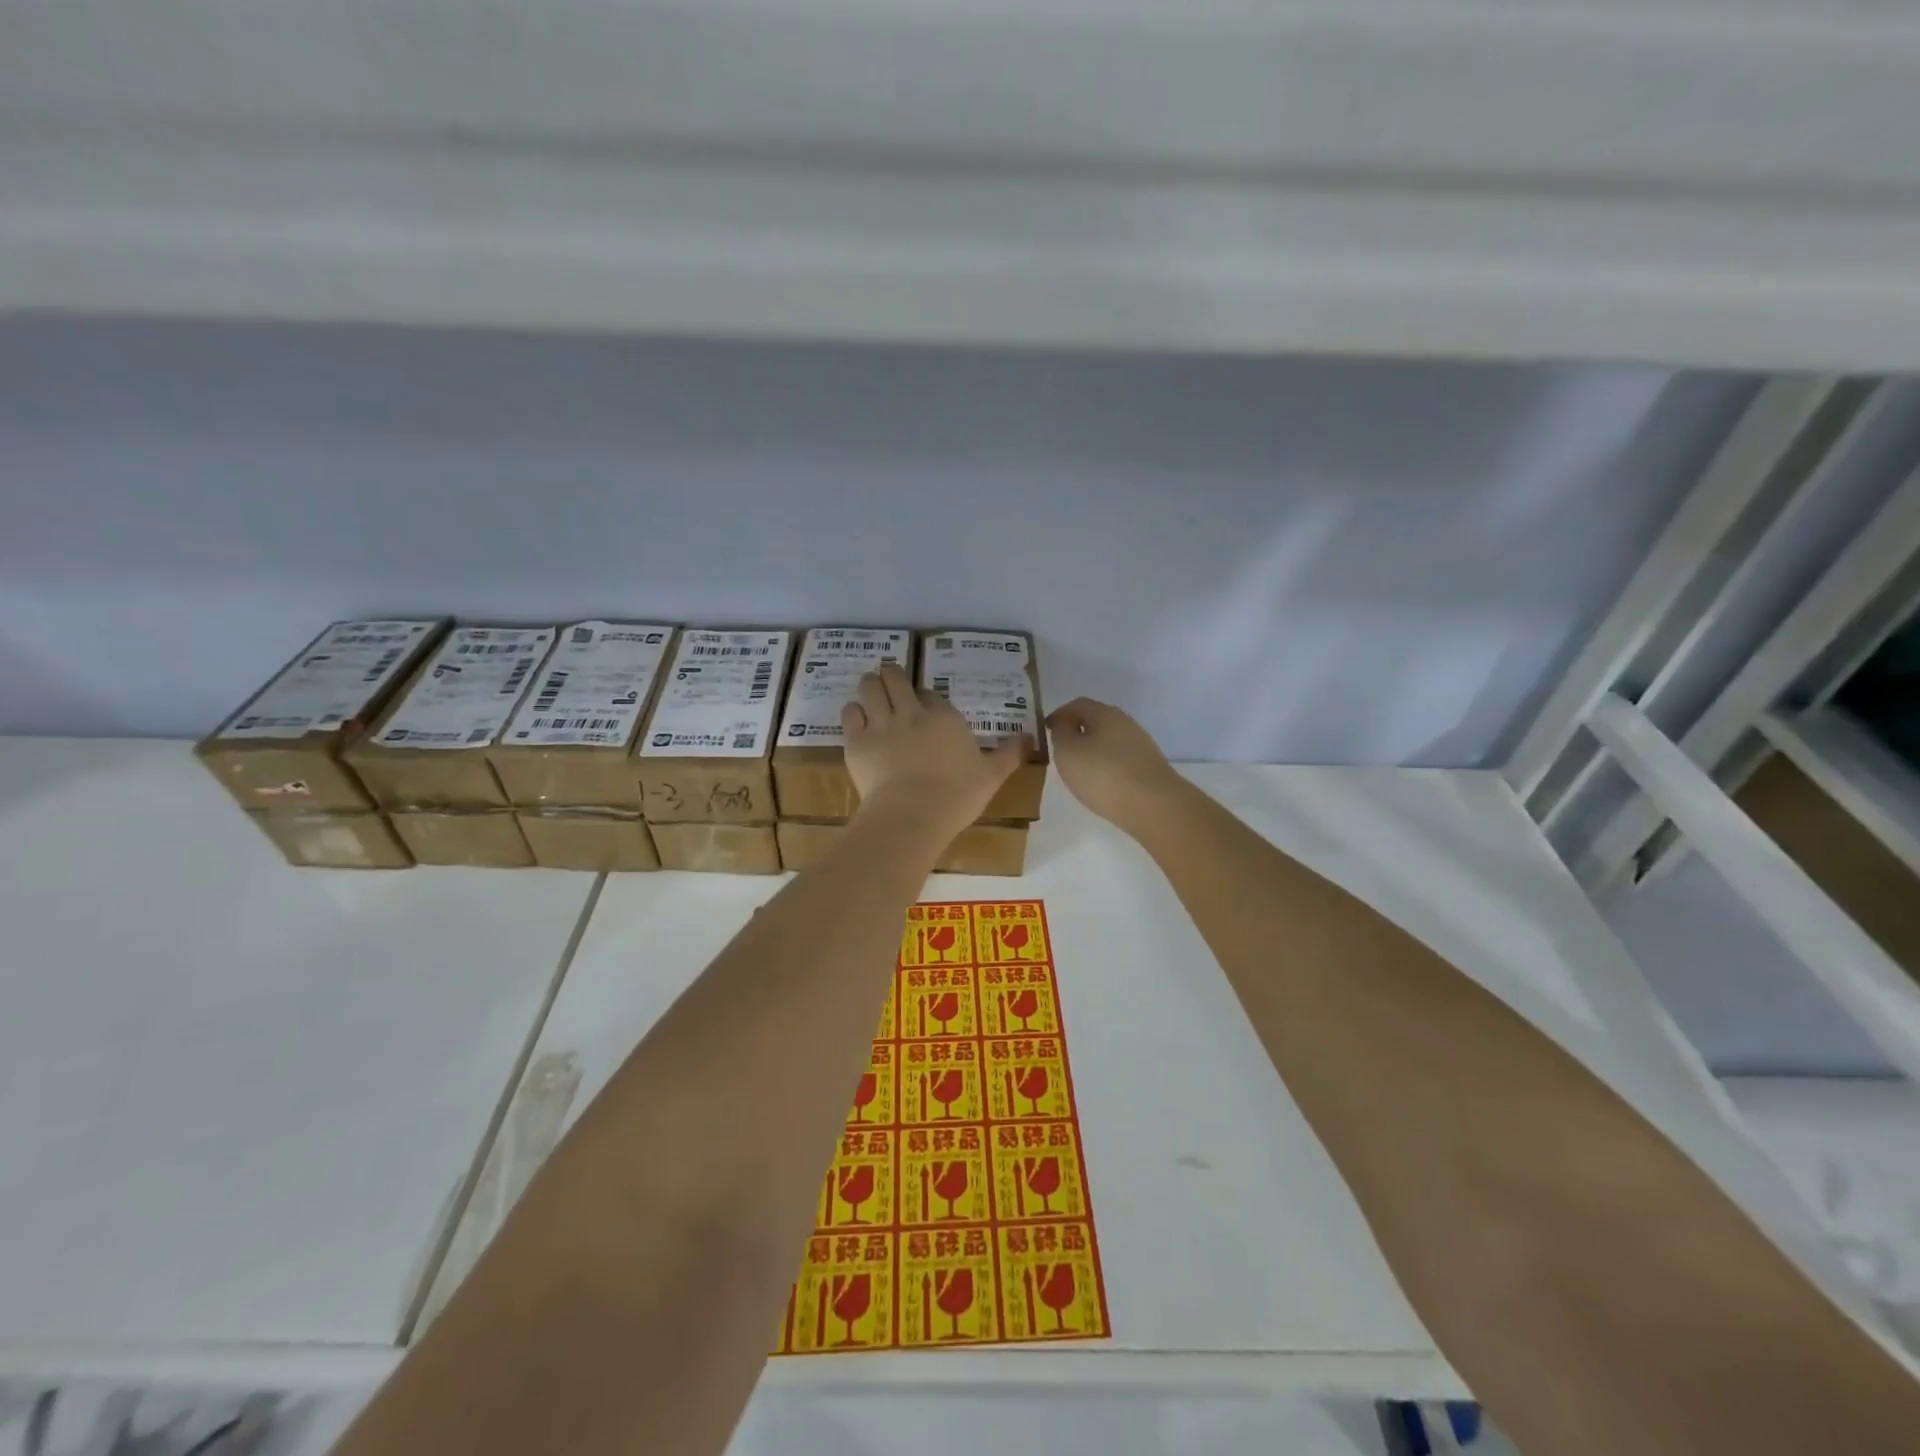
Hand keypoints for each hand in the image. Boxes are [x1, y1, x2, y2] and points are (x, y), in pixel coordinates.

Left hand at [843, 664, 1028, 836]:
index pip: (932, 694)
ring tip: (870, 689)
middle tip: (890, 679)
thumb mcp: (991, 776)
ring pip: (869, 687)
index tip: (925, 707)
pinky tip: (856, 717)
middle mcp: (911, 712)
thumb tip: (1030, 737)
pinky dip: (852, 711)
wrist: (911, 814)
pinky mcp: (856, 741)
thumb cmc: (956, 796)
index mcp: (944, 717)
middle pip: (895, 679)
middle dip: (891, 675)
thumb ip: (1009, 754)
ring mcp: (880, 724)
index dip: (926, 698)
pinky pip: (849, 713)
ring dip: (869, 685)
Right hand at [1046, 698, 1184, 837]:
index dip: (1059, 715)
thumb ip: (1061, 733)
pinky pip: (1120, 759)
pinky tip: (1101, 783)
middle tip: (1060, 750)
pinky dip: (1106, 765)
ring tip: (1078, 770)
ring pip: (1109, 741)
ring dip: (1092, 750)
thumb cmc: (1103, 774)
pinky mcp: (1149, 767)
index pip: (1077, 704)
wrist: (1154, 806)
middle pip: (1096, 721)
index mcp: (1105, 713)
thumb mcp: (1068, 751)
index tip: (1046, 731)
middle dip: (1077, 732)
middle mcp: (1126, 723)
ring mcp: (1141, 745)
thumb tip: (1064, 723)